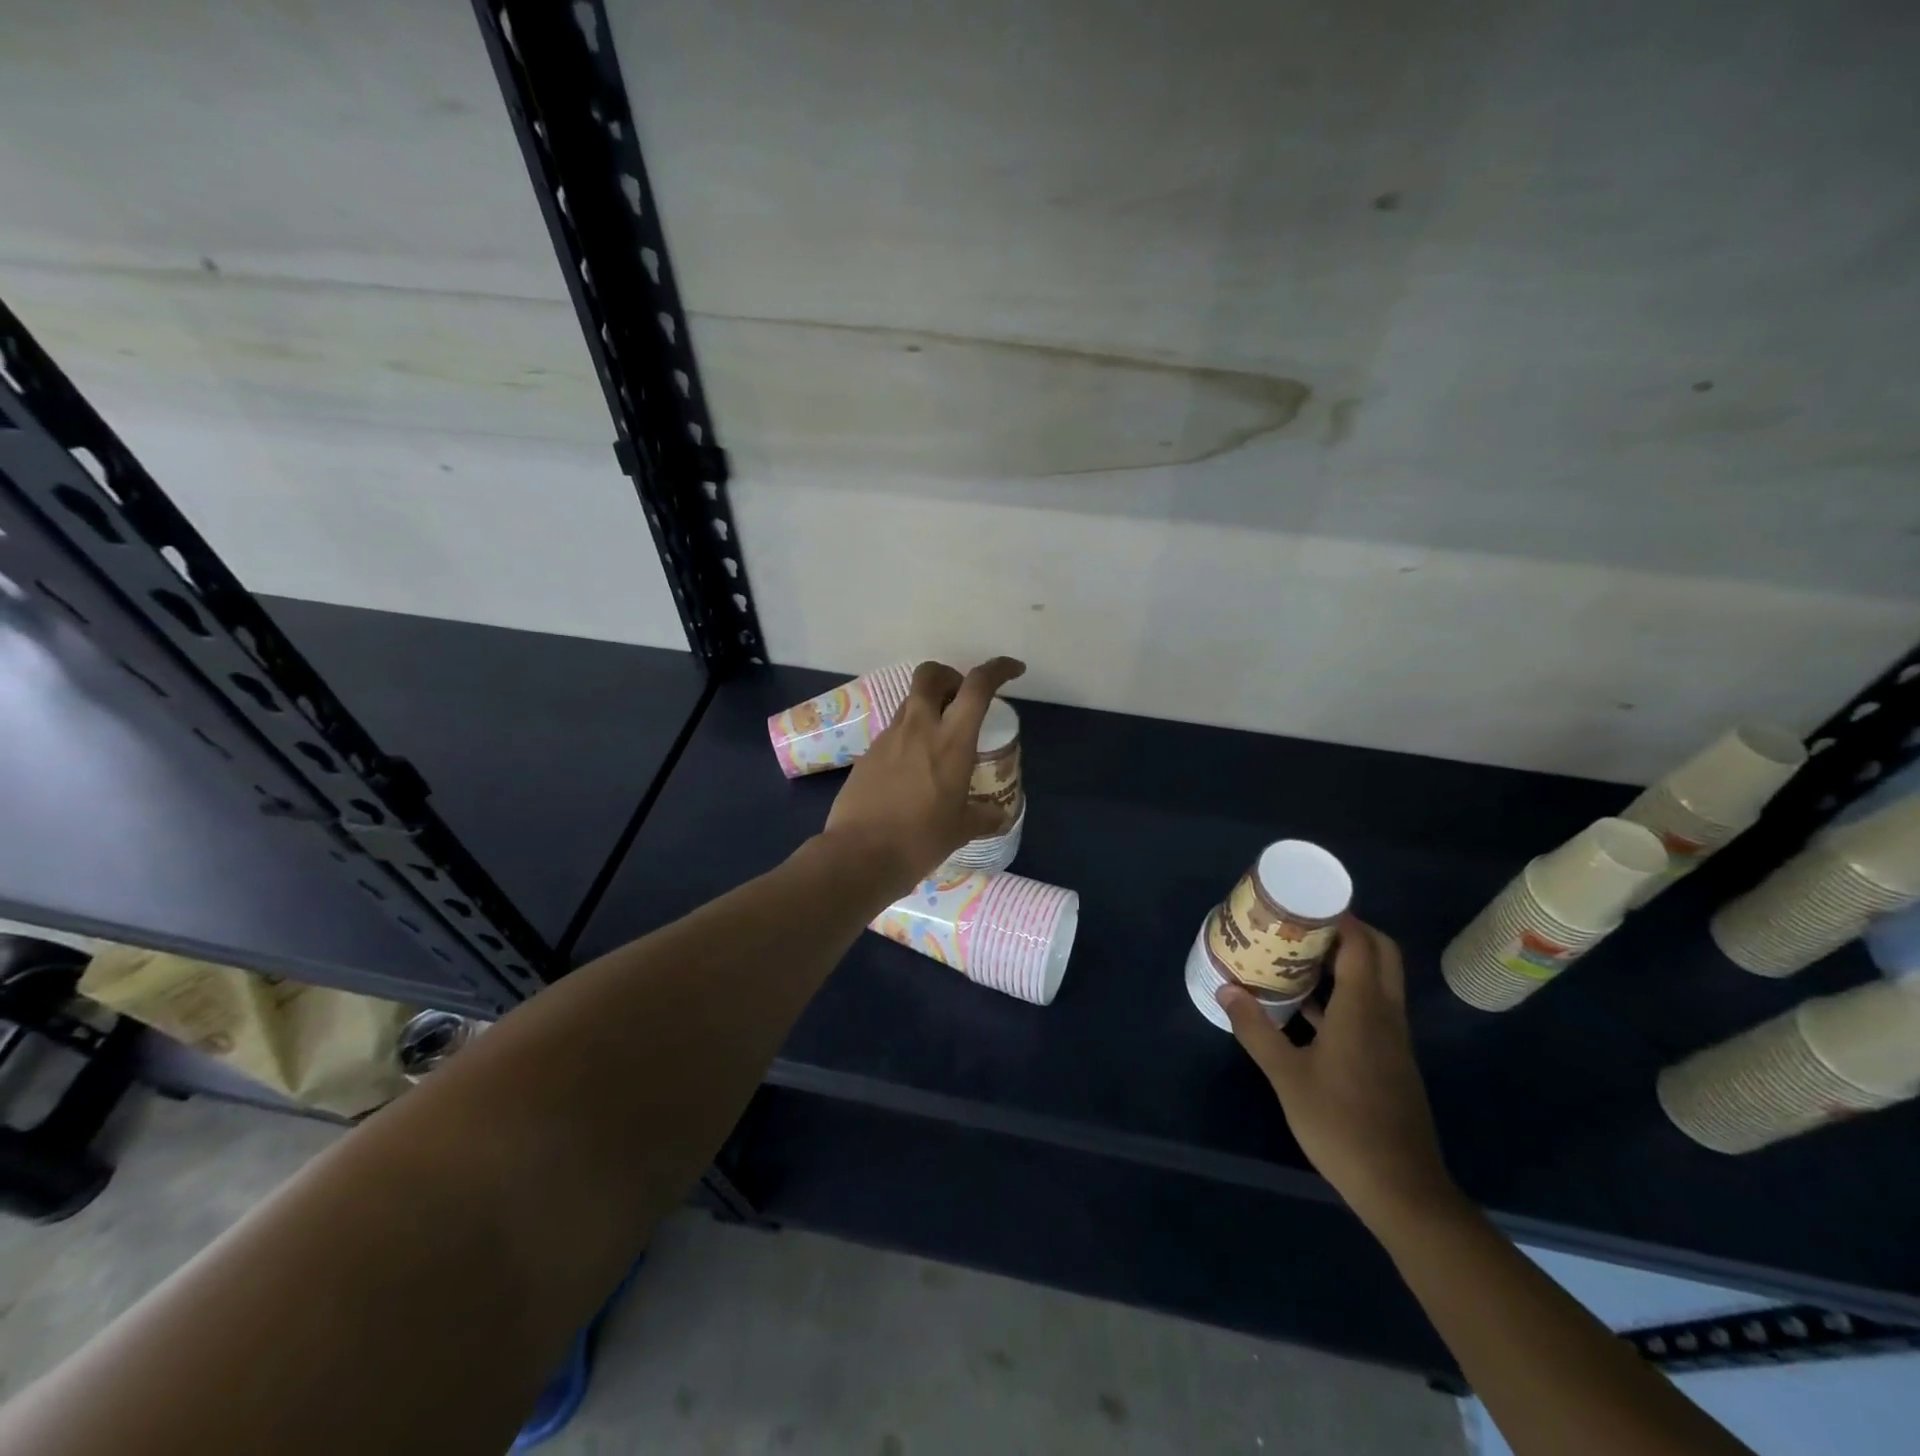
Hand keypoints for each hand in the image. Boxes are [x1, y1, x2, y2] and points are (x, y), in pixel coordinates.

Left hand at [822, 657, 1025, 900]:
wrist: (859, 855)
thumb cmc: (920, 840)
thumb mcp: (961, 830)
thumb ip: (983, 817)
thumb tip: (998, 815)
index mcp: (951, 741)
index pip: (977, 686)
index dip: (998, 669)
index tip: (1013, 670)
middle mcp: (918, 728)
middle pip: (930, 675)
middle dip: (949, 676)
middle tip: (961, 700)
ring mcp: (887, 739)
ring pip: (910, 703)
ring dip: (928, 708)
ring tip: (939, 741)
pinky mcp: (867, 754)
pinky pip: (893, 732)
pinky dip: (909, 737)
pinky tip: (914, 769)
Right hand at [1217, 917, 1458, 1226]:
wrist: (1401, 1188)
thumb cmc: (1341, 1124)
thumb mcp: (1287, 1076)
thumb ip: (1256, 1030)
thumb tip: (1227, 990)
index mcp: (1364, 1010)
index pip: (1363, 945)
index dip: (1341, 918)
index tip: (1306, 904)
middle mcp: (1385, 1016)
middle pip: (1380, 956)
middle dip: (1347, 932)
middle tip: (1304, 926)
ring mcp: (1391, 1040)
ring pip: (1376, 983)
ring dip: (1344, 963)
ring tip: (1297, 957)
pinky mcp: (1389, 1061)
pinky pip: (1369, 1009)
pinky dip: (1344, 995)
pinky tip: (1307, 1009)